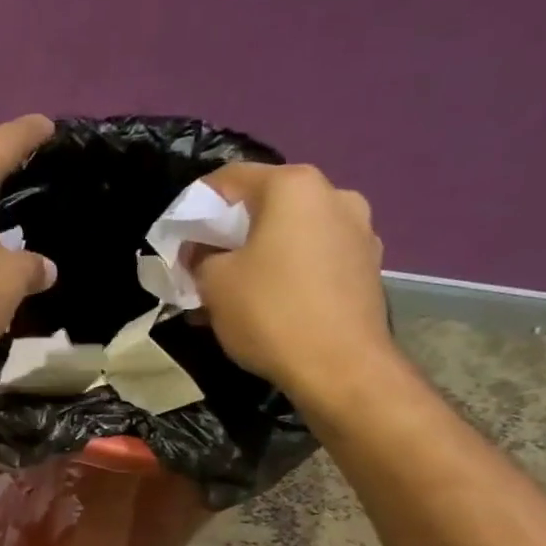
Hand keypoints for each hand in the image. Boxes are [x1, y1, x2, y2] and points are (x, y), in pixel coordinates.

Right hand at [191, 162, 392, 404]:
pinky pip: (314, 260)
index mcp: (294, 187)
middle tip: (204, 266)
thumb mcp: (213, 283)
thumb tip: (200, 251)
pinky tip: (269, 305)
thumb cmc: (270, 313)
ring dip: (259, 256)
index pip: (230, 178)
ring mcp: (359, 231)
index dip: (196, 204)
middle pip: (266, 205)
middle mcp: (334, 195)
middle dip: (230, 234)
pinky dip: (287, 274)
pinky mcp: (368, 267)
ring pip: (292, 235)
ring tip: (234, 293)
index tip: (177, 236)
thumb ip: (199, 257)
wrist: (341, 367)